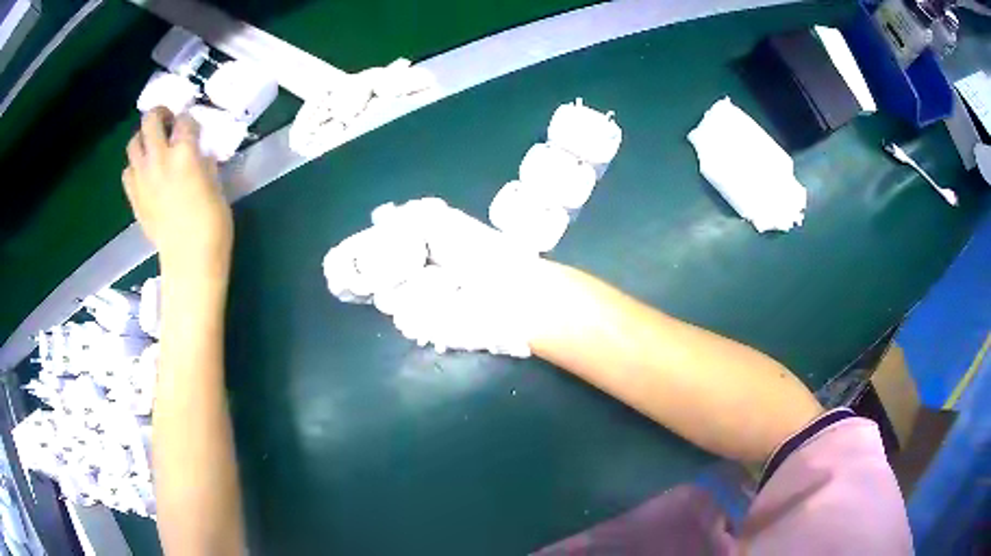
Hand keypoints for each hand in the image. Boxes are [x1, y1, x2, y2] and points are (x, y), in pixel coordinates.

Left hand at [123, 107, 232, 277]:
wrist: (189, 258)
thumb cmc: (211, 222)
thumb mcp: (215, 183)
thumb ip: (203, 161)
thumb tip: (197, 152)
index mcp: (185, 152)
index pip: (184, 120)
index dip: (190, 121)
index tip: (193, 128)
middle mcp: (159, 158)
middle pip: (151, 120)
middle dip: (160, 115)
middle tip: (168, 122)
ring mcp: (143, 178)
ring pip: (134, 142)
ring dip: (144, 139)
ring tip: (153, 146)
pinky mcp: (134, 197)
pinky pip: (128, 171)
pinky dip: (135, 167)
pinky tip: (145, 173)